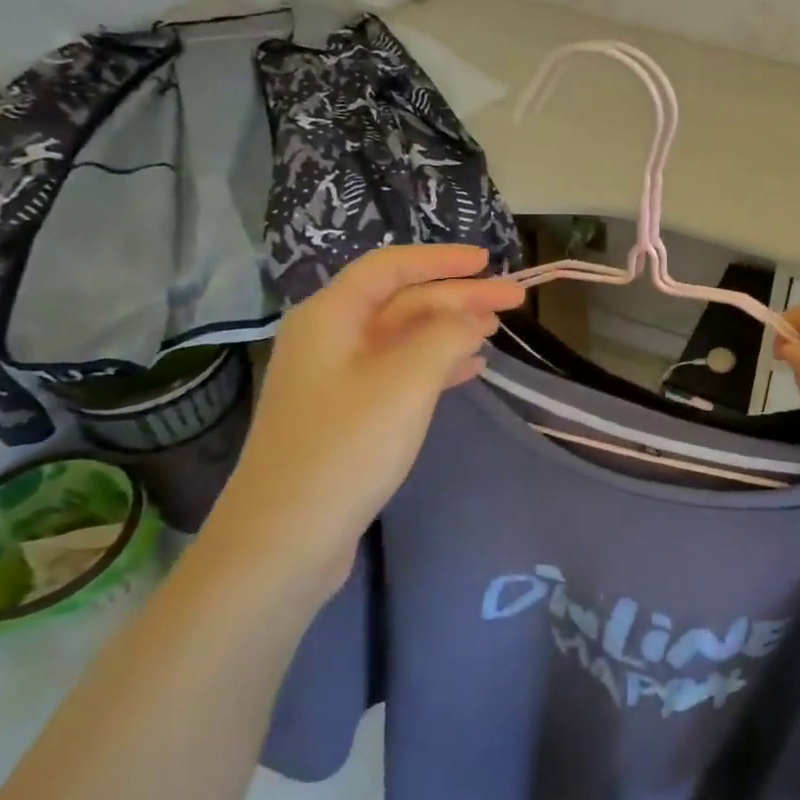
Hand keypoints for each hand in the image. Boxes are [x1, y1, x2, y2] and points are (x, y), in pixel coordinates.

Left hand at [199, 244, 524, 601]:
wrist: (284, 539)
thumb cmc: (345, 447)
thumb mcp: (406, 382)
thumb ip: (446, 336)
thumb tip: (472, 316)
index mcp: (331, 316)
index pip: (391, 267)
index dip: (442, 260)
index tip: (490, 262)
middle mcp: (330, 338)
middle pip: (402, 302)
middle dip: (459, 298)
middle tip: (514, 301)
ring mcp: (337, 379)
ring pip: (404, 338)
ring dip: (451, 330)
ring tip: (497, 330)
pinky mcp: (347, 414)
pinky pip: (400, 372)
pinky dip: (437, 365)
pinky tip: (470, 369)